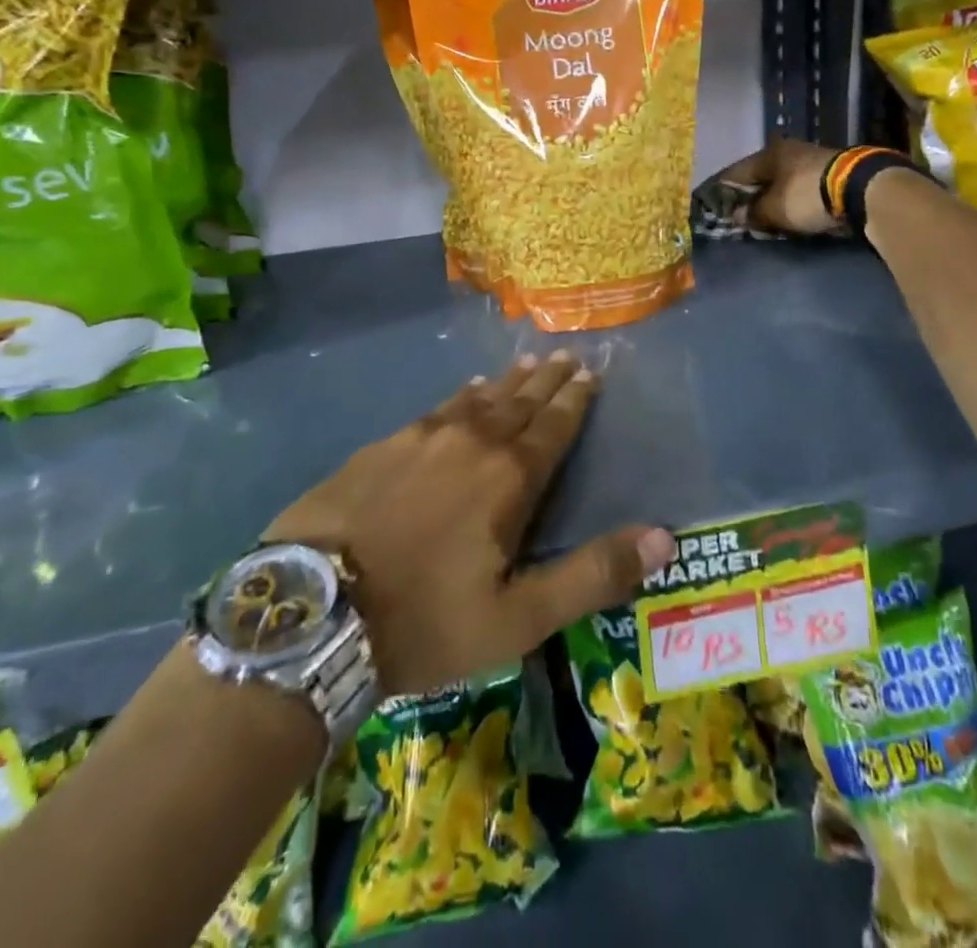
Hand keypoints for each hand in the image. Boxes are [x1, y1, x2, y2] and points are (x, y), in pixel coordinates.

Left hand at [266, 352, 675, 694]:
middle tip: (564, 355)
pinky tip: (463, 391)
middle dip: (546, 380)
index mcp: (508, 478)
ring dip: (506, 382)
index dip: (574, 400)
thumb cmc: (424, 620)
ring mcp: (421, 438)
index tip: (590, 373)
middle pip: (518, 403)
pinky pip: (436, 409)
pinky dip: (459, 397)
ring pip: (477, 400)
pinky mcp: (381, 446)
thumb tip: (664, 537)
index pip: (553, 427)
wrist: (312, 613)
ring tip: (525, 364)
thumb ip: (592, 574)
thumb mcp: (518, 617)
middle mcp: (470, 443)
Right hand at [716, 139, 845, 236]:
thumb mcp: (773, 209)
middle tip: (741, 215)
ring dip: (773, 198)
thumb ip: (752, 213)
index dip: (723, 191)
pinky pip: (800, 188)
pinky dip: (792, 200)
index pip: (735, 173)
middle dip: (750, 196)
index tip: (716, 207)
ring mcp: (810, 160)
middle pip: (760, 176)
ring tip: (765, 218)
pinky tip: (789, 213)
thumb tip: (737, 215)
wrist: (861, 189)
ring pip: (781, 182)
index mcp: (768, 154)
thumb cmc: (806, 195)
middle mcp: (787, 151)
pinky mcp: (830, 173)